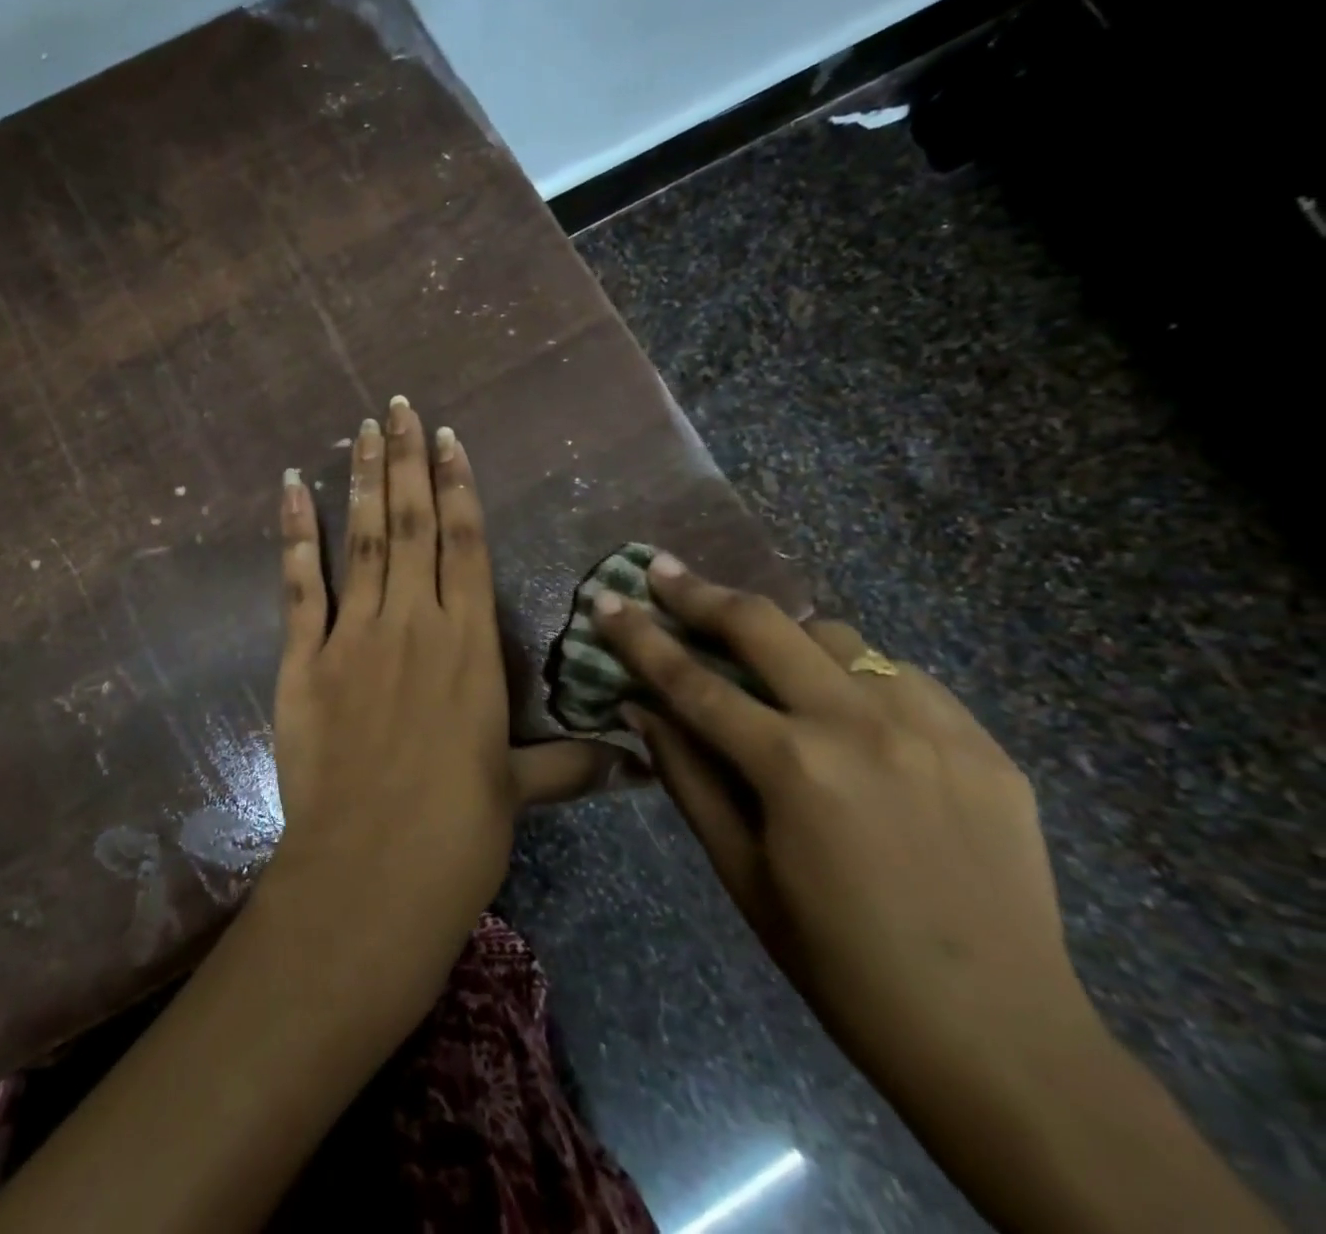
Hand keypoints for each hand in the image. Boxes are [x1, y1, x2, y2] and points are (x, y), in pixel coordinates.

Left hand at [267, 397, 626, 1014]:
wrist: (369, 876)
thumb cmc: (456, 835)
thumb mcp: (518, 791)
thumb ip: (569, 764)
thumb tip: (637, 762)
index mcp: (470, 647)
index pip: (466, 544)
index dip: (459, 486)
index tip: (449, 438)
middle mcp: (415, 623)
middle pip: (414, 523)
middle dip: (408, 460)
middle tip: (398, 406)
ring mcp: (354, 636)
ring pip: (364, 538)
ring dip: (364, 479)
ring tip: (363, 429)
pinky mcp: (304, 659)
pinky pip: (300, 583)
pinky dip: (295, 532)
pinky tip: (292, 487)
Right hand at [591, 555, 1096, 1103]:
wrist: (1001, 1038)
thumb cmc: (840, 963)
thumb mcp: (741, 873)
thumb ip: (687, 778)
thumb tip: (640, 708)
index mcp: (794, 768)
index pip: (692, 680)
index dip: (639, 635)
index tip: (606, 598)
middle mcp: (861, 726)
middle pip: (765, 625)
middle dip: (701, 592)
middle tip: (662, 569)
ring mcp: (932, 727)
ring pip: (838, 636)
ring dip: (785, 634)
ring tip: (761, 650)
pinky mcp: (983, 742)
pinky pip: (901, 675)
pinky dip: (856, 673)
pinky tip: (847, 705)